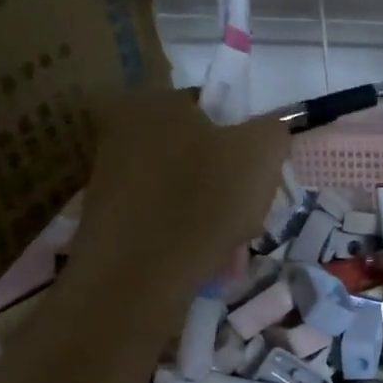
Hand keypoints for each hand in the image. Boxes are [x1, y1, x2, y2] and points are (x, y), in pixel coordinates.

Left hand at [63, 90, 287, 309]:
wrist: (138, 279)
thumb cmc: (205, 202)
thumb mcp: (262, 154)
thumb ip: (274, 130)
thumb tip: (270, 132)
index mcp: (156, 102)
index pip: (219, 110)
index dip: (249, 143)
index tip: (262, 179)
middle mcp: (124, 131)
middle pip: (203, 153)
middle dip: (233, 188)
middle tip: (251, 218)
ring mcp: (110, 177)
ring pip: (187, 190)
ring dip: (216, 216)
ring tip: (230, 250)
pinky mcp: (108, 219)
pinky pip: (164, 219)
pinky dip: (188, 236)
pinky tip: (204, 261)